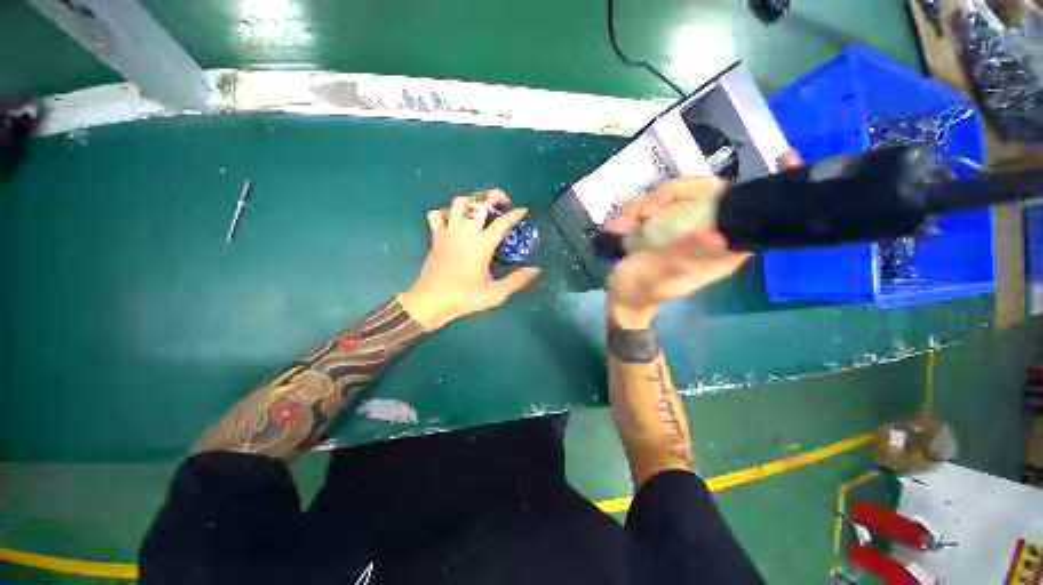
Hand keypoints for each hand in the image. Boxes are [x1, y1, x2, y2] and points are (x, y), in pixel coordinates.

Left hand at [397, 189, 540, 329]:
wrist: (431, 301)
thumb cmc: (464, 298)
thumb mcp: (495, 294)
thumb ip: (517, 280)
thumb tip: (536, 269)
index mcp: (480, 246)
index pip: (501, 223)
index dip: (514, 214)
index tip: (523, 210)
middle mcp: (464, 233)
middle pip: (478, 203)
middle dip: (493, 196)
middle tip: (503, 203)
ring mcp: (447, 233)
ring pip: (458, 203)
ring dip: (472, 201)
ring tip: (482, 210)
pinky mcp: (435, 237)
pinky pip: (438, 214)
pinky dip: (447, 211)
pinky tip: (456, 220)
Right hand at [603, 149, 802, 328]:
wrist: (623, 298)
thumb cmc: (639, 289)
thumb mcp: (656, 273)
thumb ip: (685, 253)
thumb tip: (718, 232)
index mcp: (723, 249)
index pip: (752, 211)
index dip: (766, 187)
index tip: (784, 158)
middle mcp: (712, 233)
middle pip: (706, 193)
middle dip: (666, 198)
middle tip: (632, 216)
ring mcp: (688, 228)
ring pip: (677, 197)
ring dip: (644, 207)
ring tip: (619, 227)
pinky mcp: (668, 226)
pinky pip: (660, 206)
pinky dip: (638, 211)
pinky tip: (620, 225)